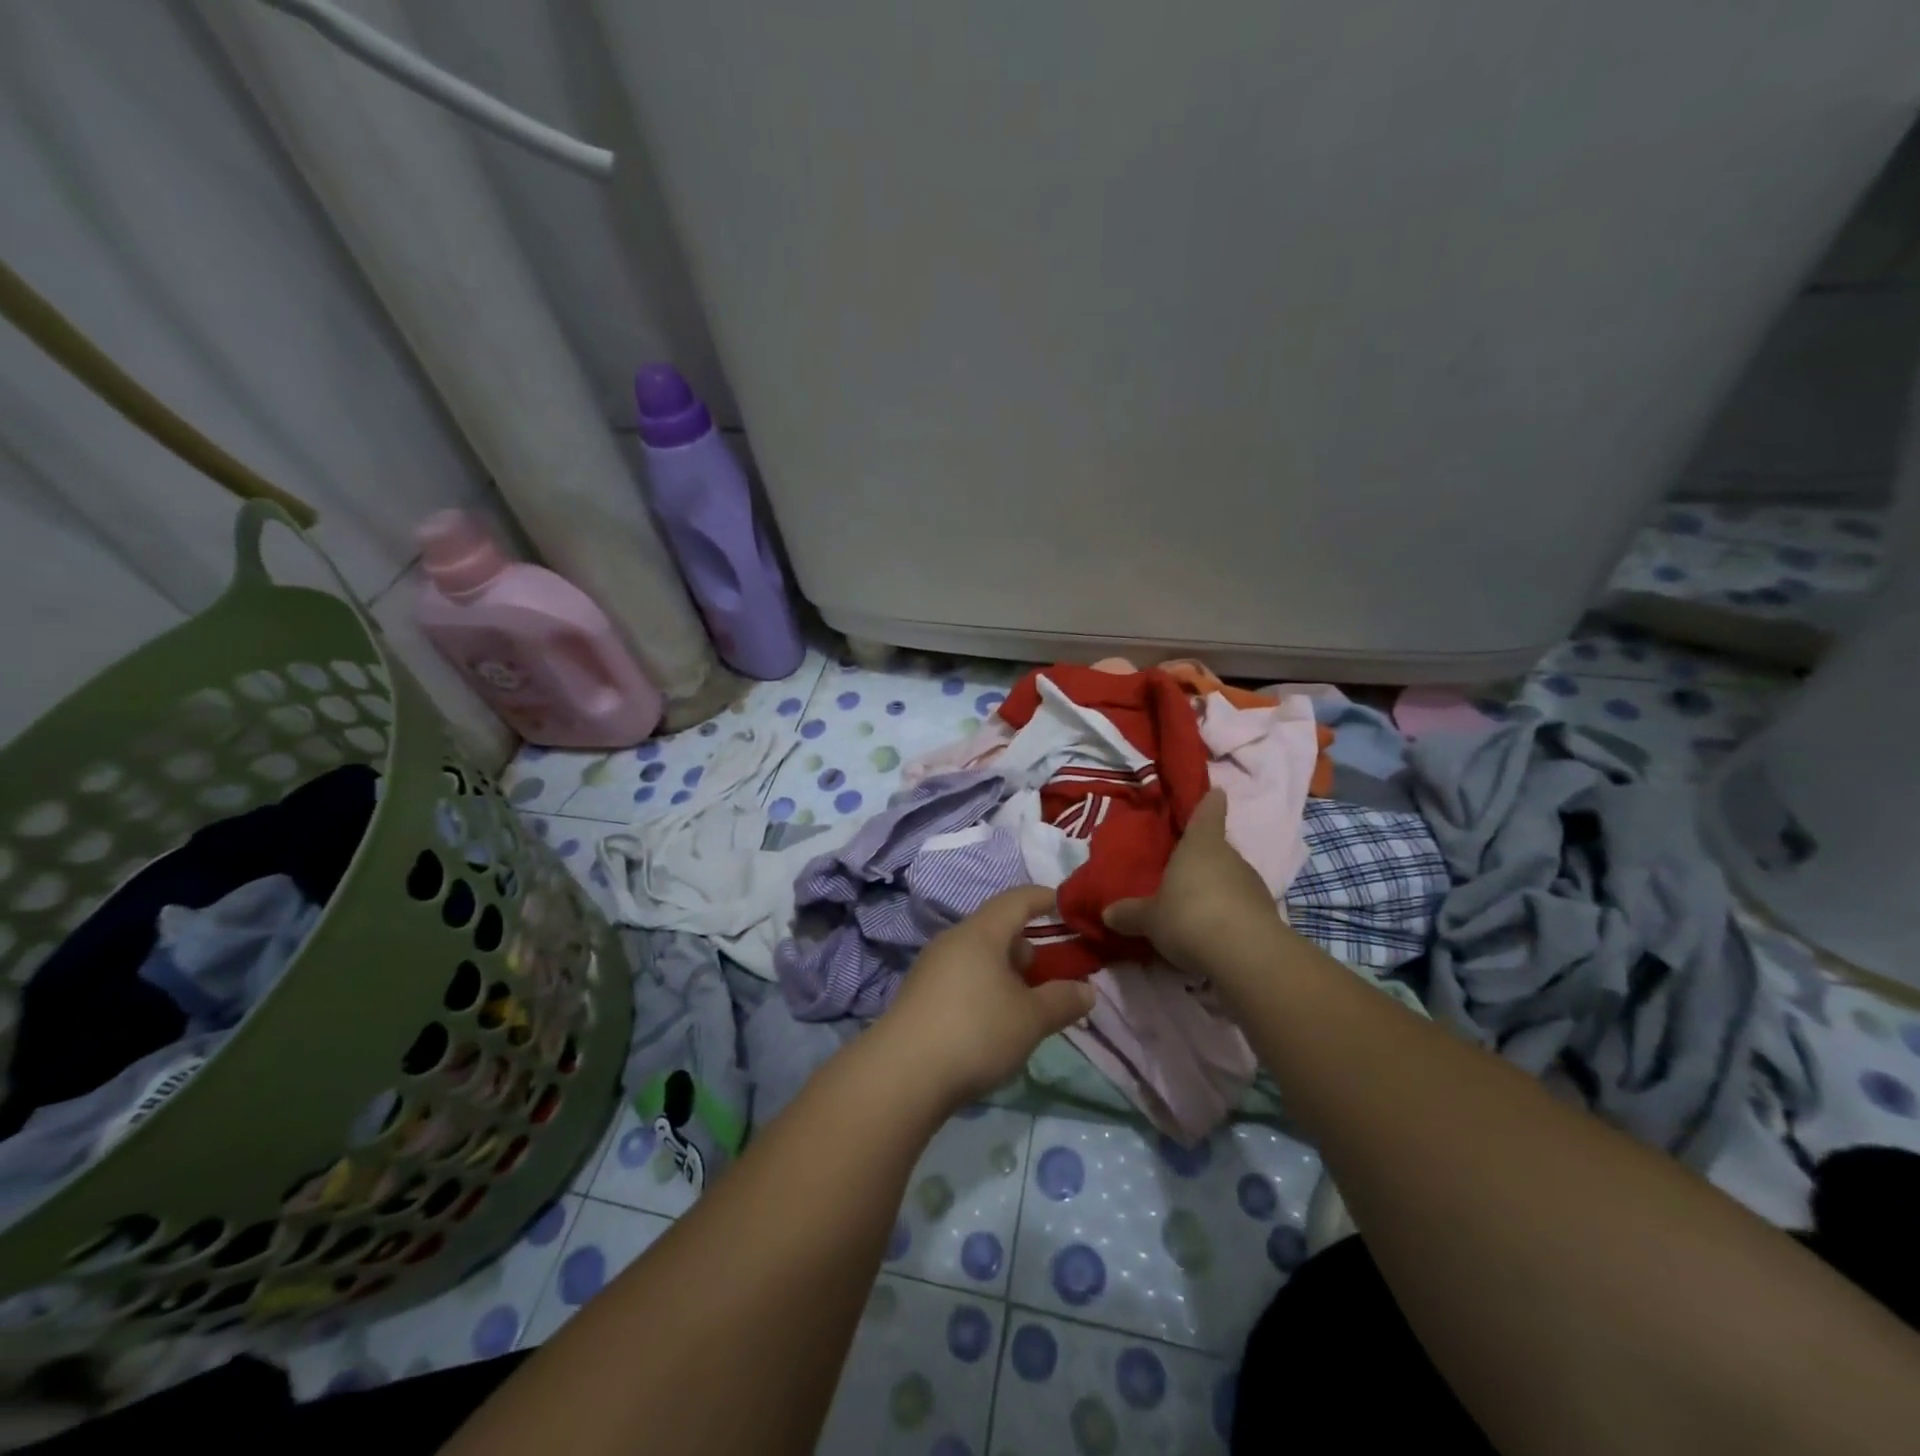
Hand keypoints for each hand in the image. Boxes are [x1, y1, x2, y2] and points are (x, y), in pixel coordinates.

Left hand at [875, 886, 1096, 1106]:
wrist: (902, 1074)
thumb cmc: (975, 1032)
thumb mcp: (1031, 1019)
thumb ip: (1063, 1000)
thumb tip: (1086, 990)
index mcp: (981, 932)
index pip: (1017, 900)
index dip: (1044, 898)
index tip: (1066, 905)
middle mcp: (953, 941)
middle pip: (996, 929)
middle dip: (1027, 946)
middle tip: (1052, 972)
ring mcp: (931, 968)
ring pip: (978, 957)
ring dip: (1006, 972)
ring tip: (1027, 1002)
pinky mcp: (920, 996)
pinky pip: (962, 978)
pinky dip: (985, 988)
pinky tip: (995, 1021)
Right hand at [1102, 787, 1280, 973]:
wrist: (1245, 954)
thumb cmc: (1188, 917)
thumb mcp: (1149, 919)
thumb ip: (1130, 914)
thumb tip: (1107, 913)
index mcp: (1200, 845)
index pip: (1208, 813)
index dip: (1210, 803)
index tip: (1216, 792)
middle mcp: (1230, 857)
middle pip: (1218, 851)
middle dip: (1204, 860)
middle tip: (1184, 873)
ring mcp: (1253, 886)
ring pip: (1231, 880)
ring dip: (1217, 890)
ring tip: (1196, 910)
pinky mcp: (1267, 915)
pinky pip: (1242, 908)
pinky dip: (1230, 916)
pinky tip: (1214, 934)